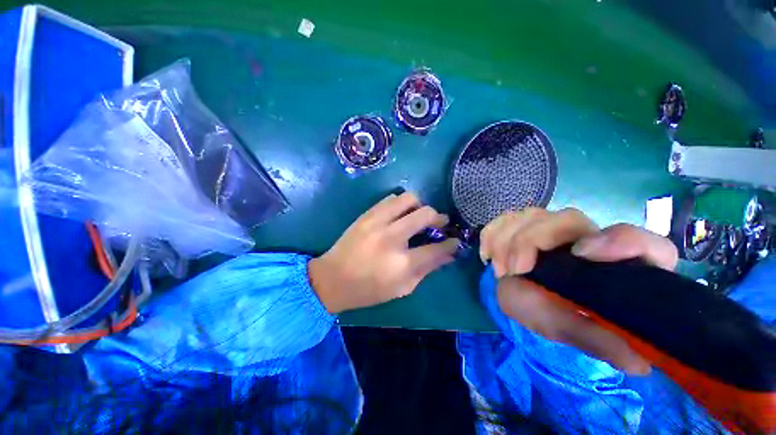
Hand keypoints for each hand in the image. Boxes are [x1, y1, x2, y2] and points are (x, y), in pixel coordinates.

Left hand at [308, 192, 458, 313]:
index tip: (454, 240)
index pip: (437, 248)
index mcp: (402, 263)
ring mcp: (378, 222)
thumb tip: (448, 254)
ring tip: (418, 216)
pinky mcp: (367, 214)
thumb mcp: (402, 288)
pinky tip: (400, 214)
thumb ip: (427, 269)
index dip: (450, 243)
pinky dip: (401, 204)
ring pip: (409, 199)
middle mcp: (392, 237)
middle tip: (439, 223)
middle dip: (439, 218)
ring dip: (420, 206)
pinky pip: (390, 199)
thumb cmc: (369, 290)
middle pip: (426, 215)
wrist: (332, 278)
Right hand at [480, 208, 678, 374]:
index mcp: (616, 266)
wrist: (527, 302)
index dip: (619, 242)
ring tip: (499, 270)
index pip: (645, 244)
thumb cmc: (556, 317)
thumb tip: (638, 362)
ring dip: (506, 239)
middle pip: (568, 219)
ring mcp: (553, 229)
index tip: (581, 255)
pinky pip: (505, 218)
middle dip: (531, 240)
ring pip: (531, 215)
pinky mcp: (525, 226)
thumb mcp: (575, 332)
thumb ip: (597, 340)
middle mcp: (587, 239)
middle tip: (513, 270)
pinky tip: (488, 255)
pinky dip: (492, 234)